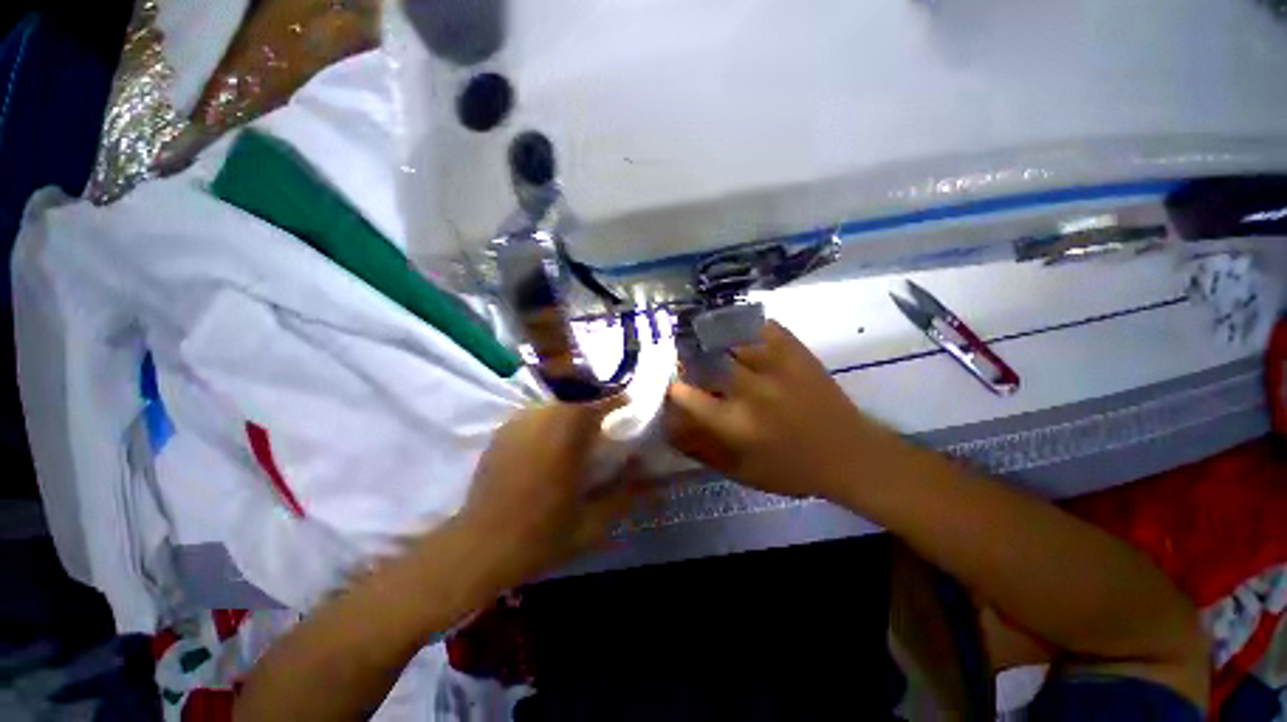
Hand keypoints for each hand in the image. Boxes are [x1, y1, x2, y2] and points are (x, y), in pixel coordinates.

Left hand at [457, 401, 644, 587]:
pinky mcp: (502, 432)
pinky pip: (534, 414)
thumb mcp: (592, 522)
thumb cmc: (540, 535)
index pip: (599, 402)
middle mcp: (542, 420)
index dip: (617, 398)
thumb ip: (625, 495)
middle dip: (595, 403)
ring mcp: (518, 424)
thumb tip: (649, 473)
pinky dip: (549, 419)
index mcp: (568, 437)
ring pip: (554, 403)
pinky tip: (551, 440)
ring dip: (571, 410)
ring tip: (581, 429)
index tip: (630, 402)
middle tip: (606, 420)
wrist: (479, 547)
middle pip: (576, 397)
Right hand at [666, 321, 902, 500]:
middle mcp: (751, 391)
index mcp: (736, 423)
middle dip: (689, 358)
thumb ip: (703, 452)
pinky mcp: (796, 353)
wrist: (850, 454)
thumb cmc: (793, 469)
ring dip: (713, 338)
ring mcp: (775, 367)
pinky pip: (764, 327)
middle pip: (707, 362)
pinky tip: (739, 328)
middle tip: (685, 357)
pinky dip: (747, 325)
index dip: (673, 387)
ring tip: (705, 337)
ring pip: (731, 339)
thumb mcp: (742, 472)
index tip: (671, 384)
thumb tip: (672, 430)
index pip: (689, 396)